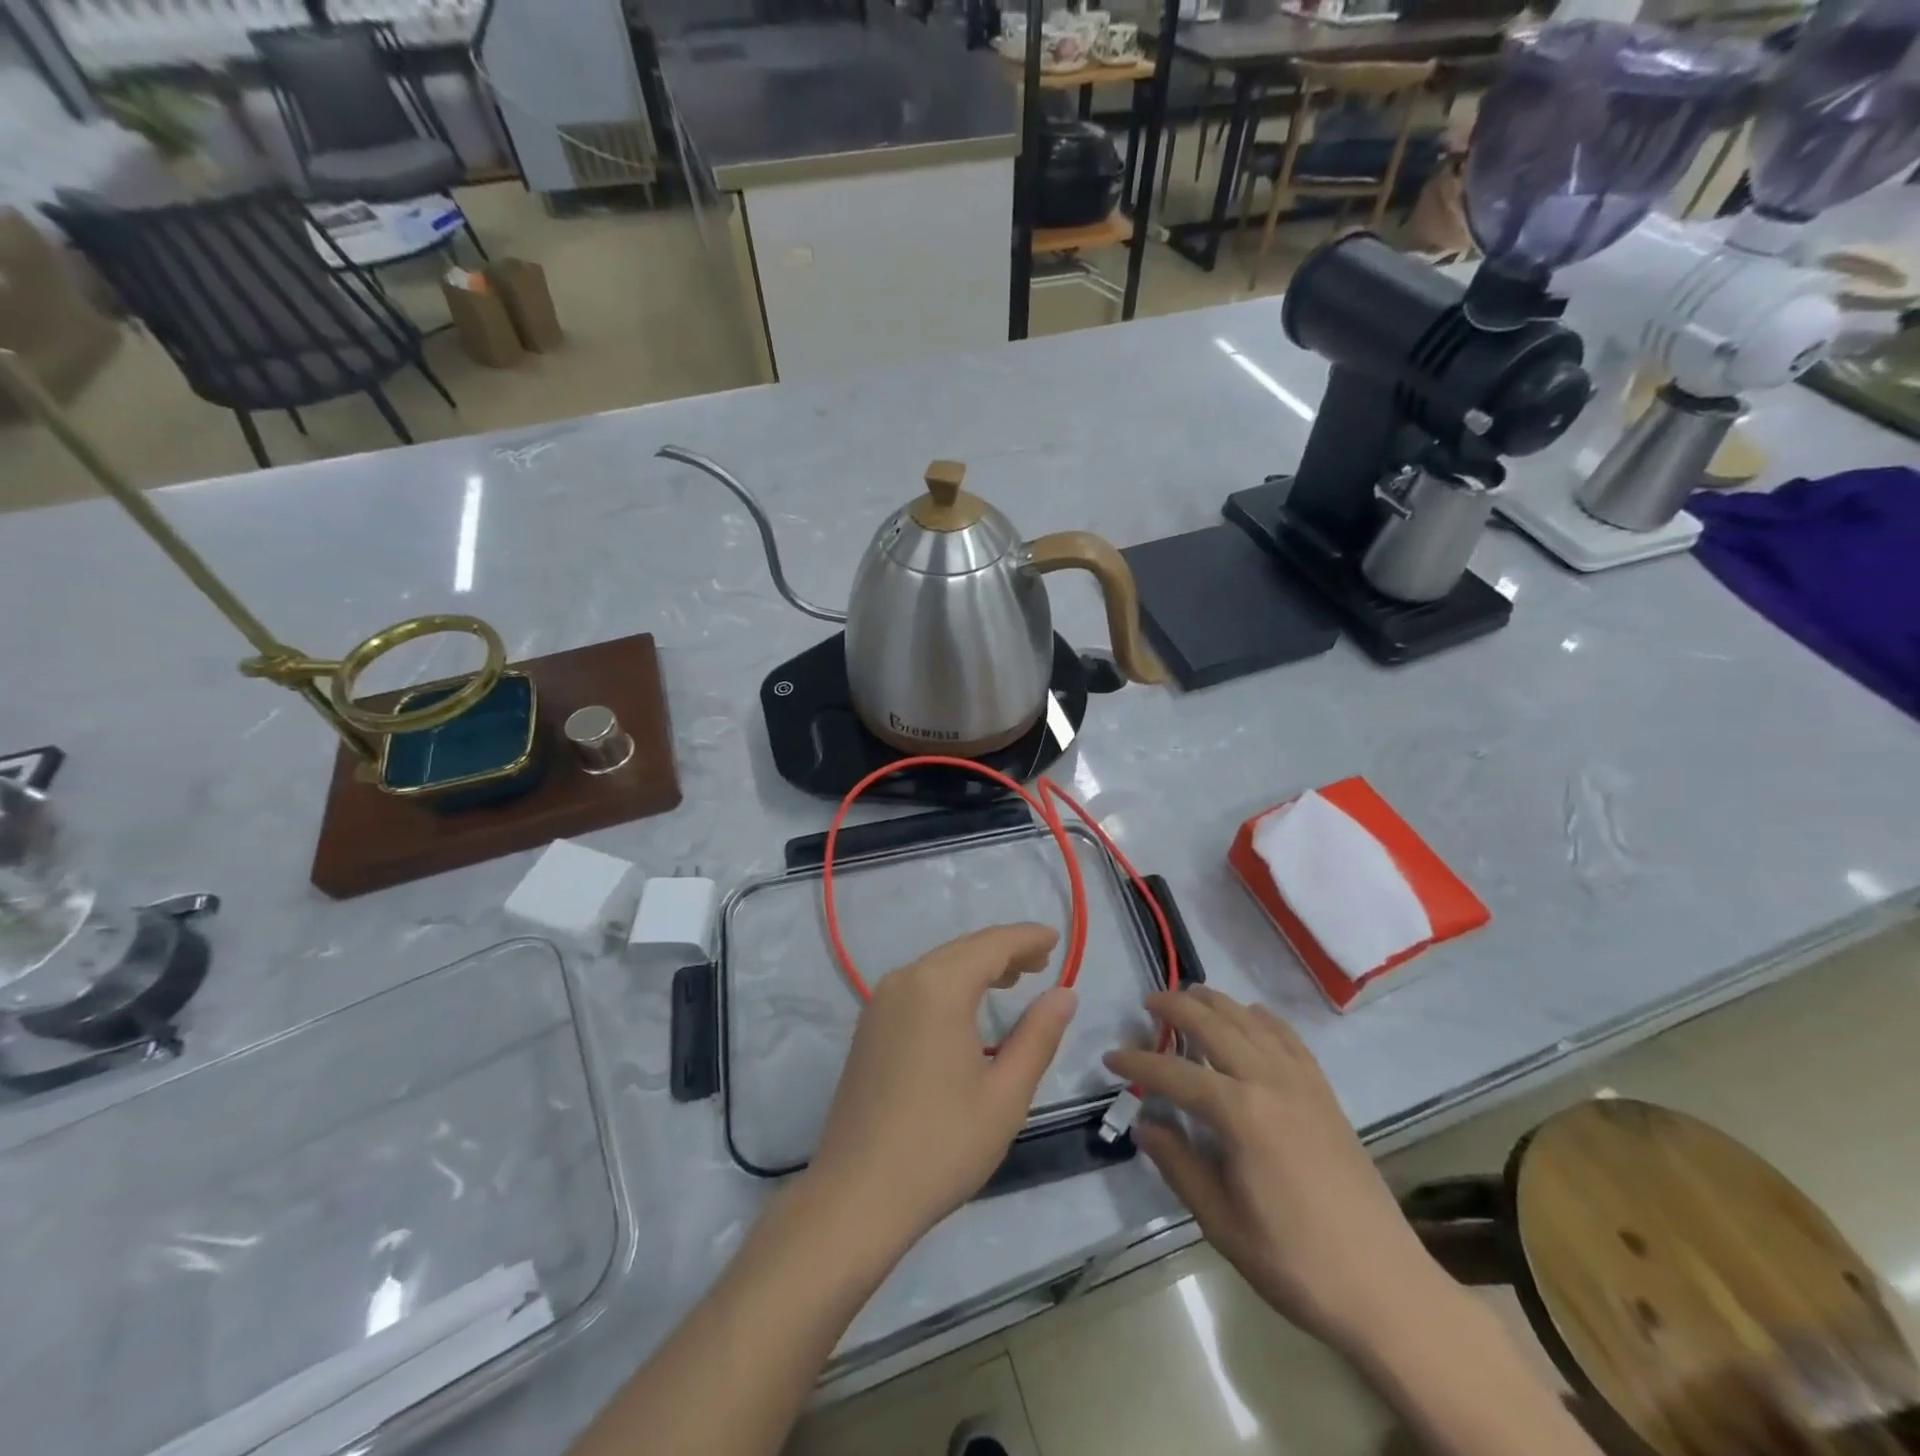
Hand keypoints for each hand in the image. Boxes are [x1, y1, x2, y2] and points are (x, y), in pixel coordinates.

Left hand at [807, 924, 1076, 1249]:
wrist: (857, 1196)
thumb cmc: (942, 1145)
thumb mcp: (1005, 1094)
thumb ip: (1038, 1036)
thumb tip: (1064, 994)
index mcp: (938, 988)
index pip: (991, 945)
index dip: (1026, 938)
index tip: (1056, 937)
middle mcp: (904, 981)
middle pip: (963, 949)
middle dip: (1004, 950)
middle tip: (1043, 961)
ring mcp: (880, 1003)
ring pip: (939, 965)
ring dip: (977, 965)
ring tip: (1015, 978)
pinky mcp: (870, 1027)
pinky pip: (919, 986)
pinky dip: (951, 983)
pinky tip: (969, 1006)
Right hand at [1106, 987, 1455, 1359]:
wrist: (1385, 1287)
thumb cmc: (1294, 1261)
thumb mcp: (1221, 1222)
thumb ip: (1178, 1165)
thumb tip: (1144, 1124)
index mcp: (1239, 1113)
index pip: (1174, 1073)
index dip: (1138, 1062)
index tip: (1110, 1057)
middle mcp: (1269, 1081)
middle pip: (1214, 1025)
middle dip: (1176, 1007)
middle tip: (1148, 1002)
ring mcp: (1302, 1082)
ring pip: (1251, 1021)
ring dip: (1216, 1002)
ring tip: (1190, 995)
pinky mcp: (1325, 1093)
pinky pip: (1290, 1038)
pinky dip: (1263, 1019)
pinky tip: (1251, 1015)